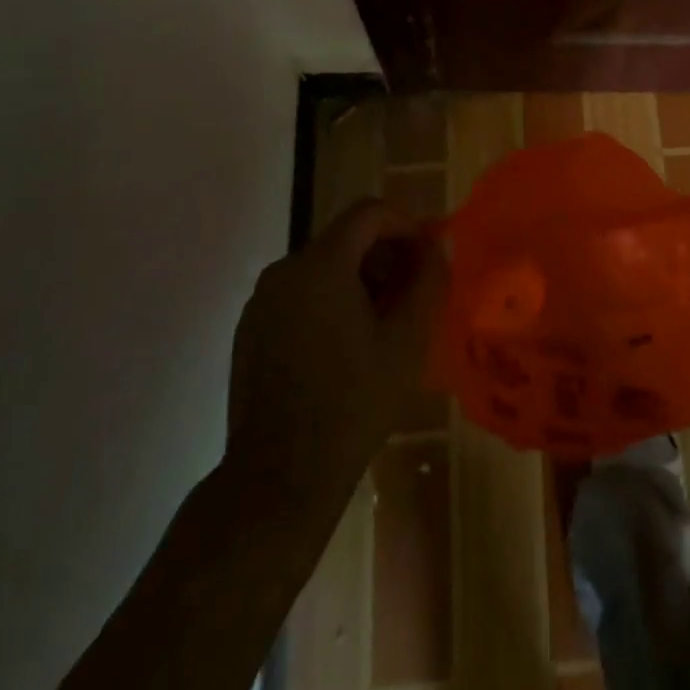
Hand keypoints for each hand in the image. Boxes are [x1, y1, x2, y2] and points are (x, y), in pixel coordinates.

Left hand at [227, 201, 448, 491]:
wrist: (279, 477)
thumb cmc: (353, 402)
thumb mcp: (408, 340)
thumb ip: (429, 279)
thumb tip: (439, 241)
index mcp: (321, 264)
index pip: (369, 212)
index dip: (406, 225)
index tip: (428, 258)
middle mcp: (284, 270)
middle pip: (345, 238)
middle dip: (385, 256)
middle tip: (412, 297)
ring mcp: (261, 301)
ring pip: (322, 267)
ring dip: (359, 280)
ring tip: (383, 326)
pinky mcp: (250, 330)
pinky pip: (299, 295)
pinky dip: (329, 302)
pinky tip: (345, 348)